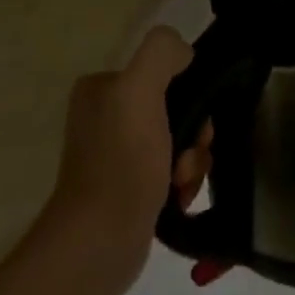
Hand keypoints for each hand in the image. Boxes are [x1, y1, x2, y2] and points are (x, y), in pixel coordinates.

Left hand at [45, 27, 210, 294]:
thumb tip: (185, 53)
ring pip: (179, 142)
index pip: (164, 74)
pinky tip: (179, 198)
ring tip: (181, 184)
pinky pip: (171, 171)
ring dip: (191, 161)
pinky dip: (182, 183)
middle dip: (193, 135)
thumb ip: (161, 53)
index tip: (195, 123)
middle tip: (187, 159)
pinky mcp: (127, 186)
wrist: (99, 241)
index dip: (191, 95)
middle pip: (176, 109)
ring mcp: (116, 153)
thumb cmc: (122, 162)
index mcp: (103, 87)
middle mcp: (106, 115)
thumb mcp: (140, 90)